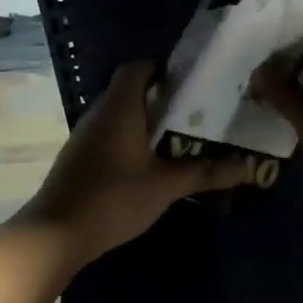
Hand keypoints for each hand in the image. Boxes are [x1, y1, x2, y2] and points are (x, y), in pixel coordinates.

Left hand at [20, 60, 255, 261]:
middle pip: (130, 91)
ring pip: (119, 116)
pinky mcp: (80, 159)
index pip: (138, 69)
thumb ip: (206, 173)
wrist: (56, 234)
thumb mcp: (166, 185)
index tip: (192, 81)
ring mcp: (85, 138)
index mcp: (119, 108)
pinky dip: (131, 140)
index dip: (163, 68)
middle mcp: (99, 114)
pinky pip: (110, 136)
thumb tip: (247, 167)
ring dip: (146, 121)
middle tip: (196, 110)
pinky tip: (151, 162)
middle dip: (162, 97)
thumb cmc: (114, 198)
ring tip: (180, 135)